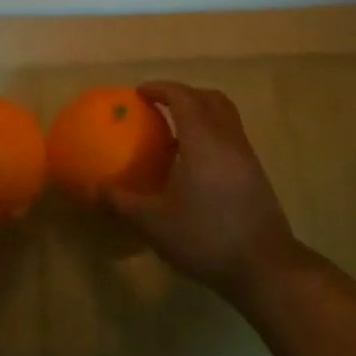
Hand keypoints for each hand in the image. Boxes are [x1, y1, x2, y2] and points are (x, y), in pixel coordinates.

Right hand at [101, 81, 304, 303]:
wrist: (264, 266)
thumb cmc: (206, 237)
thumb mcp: (154, 223)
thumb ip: (121, 202)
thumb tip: (92, 190)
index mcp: (203, 140)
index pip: (183, 97)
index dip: (161, 89)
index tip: (139, 93)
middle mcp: (228, 138)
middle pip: (209, 98)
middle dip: (183, 94)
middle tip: (159, 105)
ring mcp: (246, 155)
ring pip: (226, 116)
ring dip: (201, 112)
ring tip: (176, 131)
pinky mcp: (256, 173)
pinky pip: (232, 136)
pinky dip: (212, 133)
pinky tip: (195, 162)